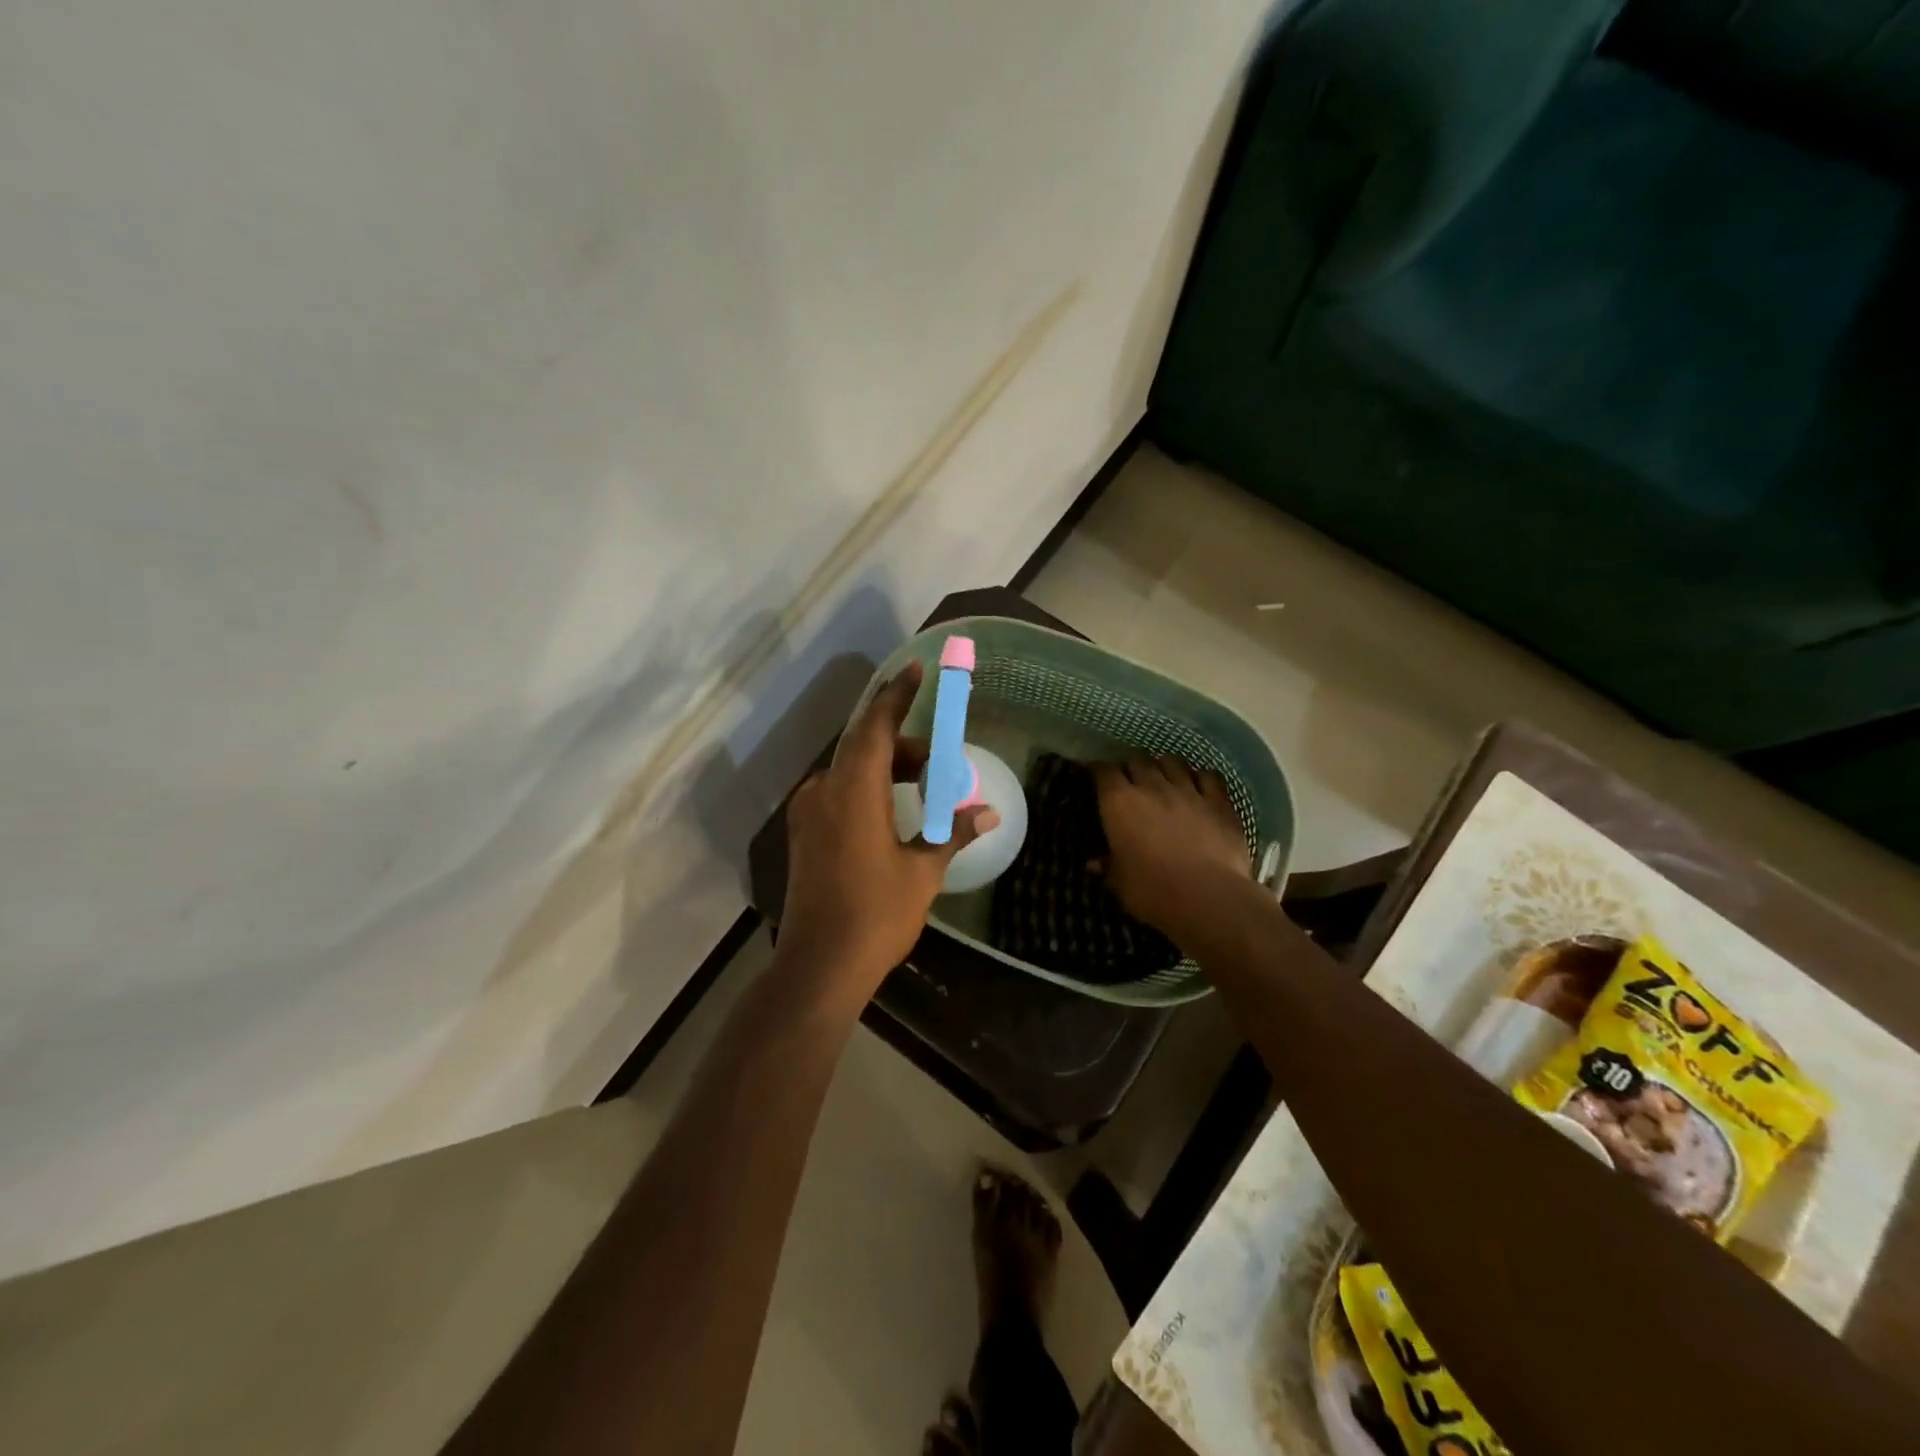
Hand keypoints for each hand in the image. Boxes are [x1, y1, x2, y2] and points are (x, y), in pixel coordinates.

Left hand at [780, 662, 998, 997]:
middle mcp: (824, 790)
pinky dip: (868, 789)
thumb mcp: (923, 872)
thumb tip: (988, 813)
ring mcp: (808, 813)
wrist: (819, 966)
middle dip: (905, 746)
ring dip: (887, 770)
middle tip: (941, 761)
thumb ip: (952, 833)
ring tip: (925, 789)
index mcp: (854, 790)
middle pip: (866, 747)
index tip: (915, 668)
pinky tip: (892, 812)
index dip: (897, 695)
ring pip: (851, 770)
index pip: (877, 726)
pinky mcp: (803, 834)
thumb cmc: (876, 915)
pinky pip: (839, 792)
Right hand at [1092, 757, 1250, 941]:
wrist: (1208, 897)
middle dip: (1131, 766)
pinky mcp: (1219, 801)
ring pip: (1173, 761)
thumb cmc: (1153, 891)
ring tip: (1163, 776)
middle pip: (1138, 760)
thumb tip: (1094, 863)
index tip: (1096, 775)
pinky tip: (1199, 784)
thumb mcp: (1120, 883)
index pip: (1103, 772)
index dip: (1098, 770)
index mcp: (1119, 803)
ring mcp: (1188, 790)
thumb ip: (1109, 867)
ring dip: (1164, 765)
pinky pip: (1209, 776)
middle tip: (1130, 779)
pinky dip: (1201, 777)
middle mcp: (1152, 787)